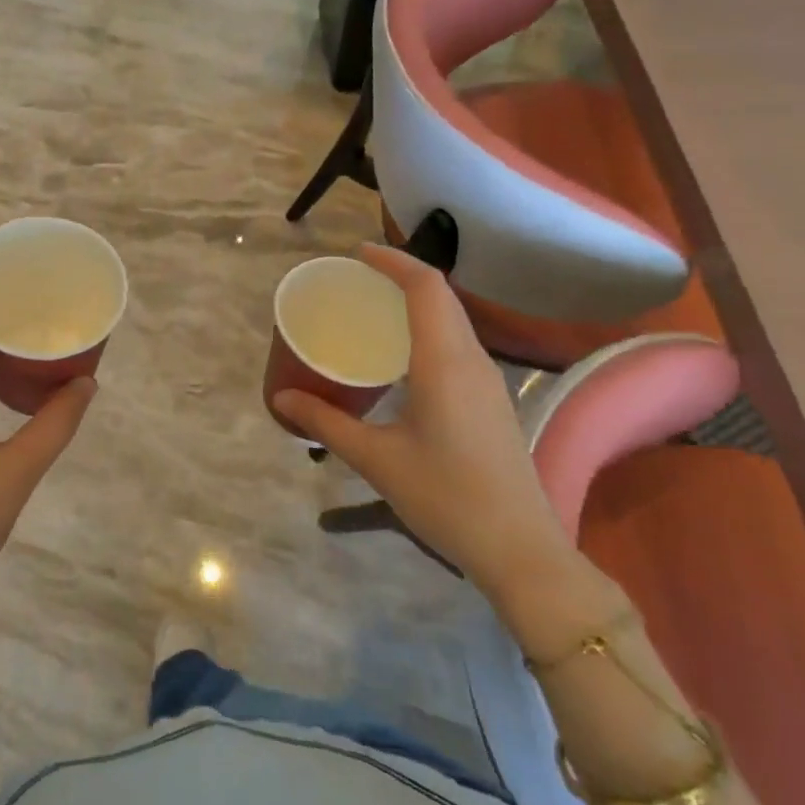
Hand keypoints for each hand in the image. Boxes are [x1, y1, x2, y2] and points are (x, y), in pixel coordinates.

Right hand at [273, 244, 578, 600]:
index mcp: (445, 361)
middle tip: (357, 280)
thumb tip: (282, 397)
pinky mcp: (491, 401)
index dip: (393, 261)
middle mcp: (471, 360)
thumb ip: (326, 423)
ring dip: (417, 303)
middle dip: (401, 277)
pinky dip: (428, 329)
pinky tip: (401, 357)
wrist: (521, 550)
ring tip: (373, 310)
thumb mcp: (377, 459)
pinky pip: (457, 344)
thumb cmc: (446, 497)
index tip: (357, 253)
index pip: (425, 287)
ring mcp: (488, 381)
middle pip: (441, 296)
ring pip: (453, 320)